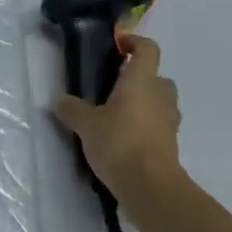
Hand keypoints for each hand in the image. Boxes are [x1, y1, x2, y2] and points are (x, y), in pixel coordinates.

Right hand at [51, 35, 183, 201]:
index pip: (147, 48)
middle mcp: (160, 95)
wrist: (152, 189)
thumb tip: (59, 100)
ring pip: (161, 102)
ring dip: (146, 103)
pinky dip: (148, 127)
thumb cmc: (120, 143)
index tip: (118, 46)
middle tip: (116, 86)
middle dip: (140, 78)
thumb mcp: (87, 125)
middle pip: (157, 76)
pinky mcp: (172, 145)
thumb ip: (73, 109)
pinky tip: (127, 140)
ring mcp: (170, 121)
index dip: (134, 42)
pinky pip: (161, 126)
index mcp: (142, 79)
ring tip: (120, 115)